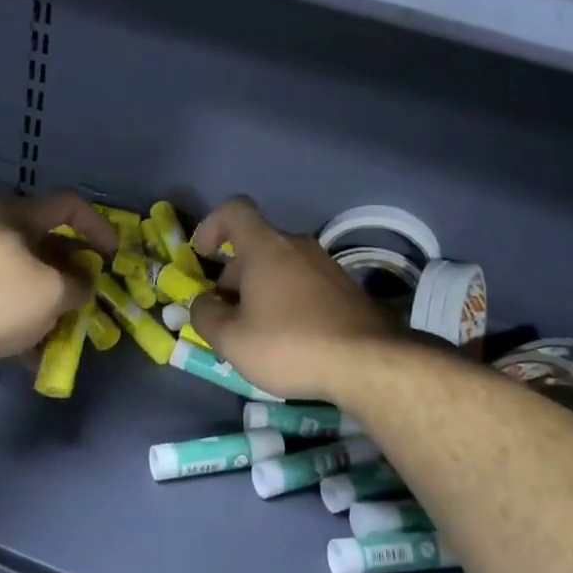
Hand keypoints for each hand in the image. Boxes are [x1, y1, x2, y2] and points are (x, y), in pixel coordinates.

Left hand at [0, 191, 115, 369]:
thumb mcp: (52, 293)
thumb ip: (79, 286)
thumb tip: (81, 286)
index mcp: (19, 216)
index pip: (70, 206)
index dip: (99, 227)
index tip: (113, 259)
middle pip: (49, 245)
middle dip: (74, 276)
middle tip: (87, 301)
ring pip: (27, 277)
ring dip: (50, 303)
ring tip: (61, 335)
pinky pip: (4, 299)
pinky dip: (23, 319)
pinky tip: (30, 353)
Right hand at [188, 197, 402, 401]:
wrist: (370, 362)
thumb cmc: (290, 344)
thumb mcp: (232, 339)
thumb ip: (205, 316)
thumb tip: (202, 303)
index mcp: (265, 246)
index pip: (234, 210)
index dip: (212, 225)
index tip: (203, 256)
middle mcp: (297, 245)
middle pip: (255, 245)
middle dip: (233, 276)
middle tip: (226, 317)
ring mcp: (325, 265)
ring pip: (280, 267)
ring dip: (260, 292)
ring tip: (256, 334)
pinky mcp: (346, 288)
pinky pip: (303, 284)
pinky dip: (287, 302)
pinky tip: (289, 339)